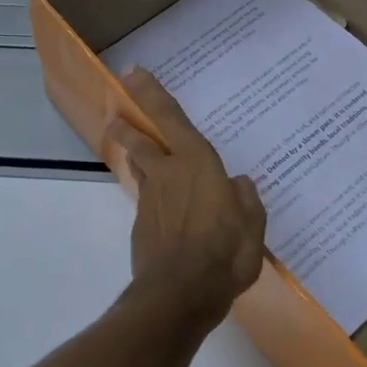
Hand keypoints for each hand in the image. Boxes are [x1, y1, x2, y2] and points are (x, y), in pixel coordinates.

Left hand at [104, 68, 267, 323]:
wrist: (179, 294)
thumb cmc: (224, 254)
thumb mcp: (252, 227)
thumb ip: (246, 201)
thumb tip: (238, 184)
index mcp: (196, 164)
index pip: (170, 118)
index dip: (150, 93)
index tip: (132, 72)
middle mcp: (168, 173)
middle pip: (142, 140)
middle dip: (127, 124)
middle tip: (114, 113)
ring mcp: (150, 199)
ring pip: (139, 167)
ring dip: (131, 154)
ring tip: (130, 147)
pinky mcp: (141, 224)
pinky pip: (146, 198)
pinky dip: (150, 193)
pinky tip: (160, 205)